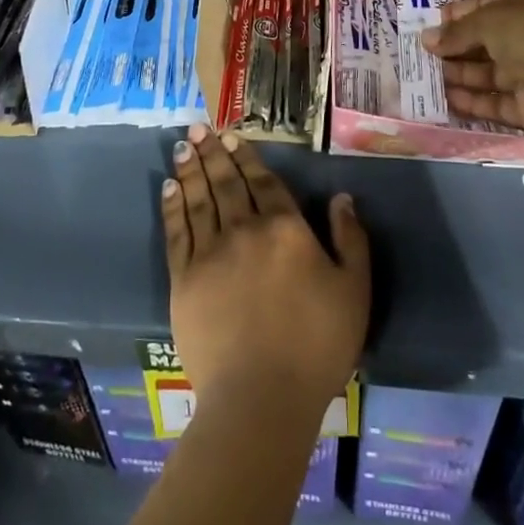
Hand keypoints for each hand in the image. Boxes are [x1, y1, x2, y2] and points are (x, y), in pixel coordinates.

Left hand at [162, 124, 369, 421]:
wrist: (261, 396)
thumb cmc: (316, 345)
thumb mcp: (354, 291)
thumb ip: (351, 239)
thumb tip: (342, 198)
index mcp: (285, 229)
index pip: (263, 182)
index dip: (247, 157)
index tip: (231, 136)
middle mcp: (244, 229)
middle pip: (226, 182)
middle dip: (213, 152)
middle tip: (199, 127)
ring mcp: (210, 252)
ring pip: (199, 198)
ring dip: (191, 168)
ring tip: (183, 144)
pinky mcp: (184, 278)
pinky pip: (177, 231)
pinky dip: (173, 205)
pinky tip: (169, 186)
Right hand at [421, 0, 523, 145]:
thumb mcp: (490, 22)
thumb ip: (457, 31)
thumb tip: (428, 39)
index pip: (489, 6)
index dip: (460, 13)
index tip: (433, 22)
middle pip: (486, 41)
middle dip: (455, 45)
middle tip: (424, 51)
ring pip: (487, 72)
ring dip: (458, 73)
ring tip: (427, 74)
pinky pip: (493, 101)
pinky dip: (470, 100)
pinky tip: (445, 97)